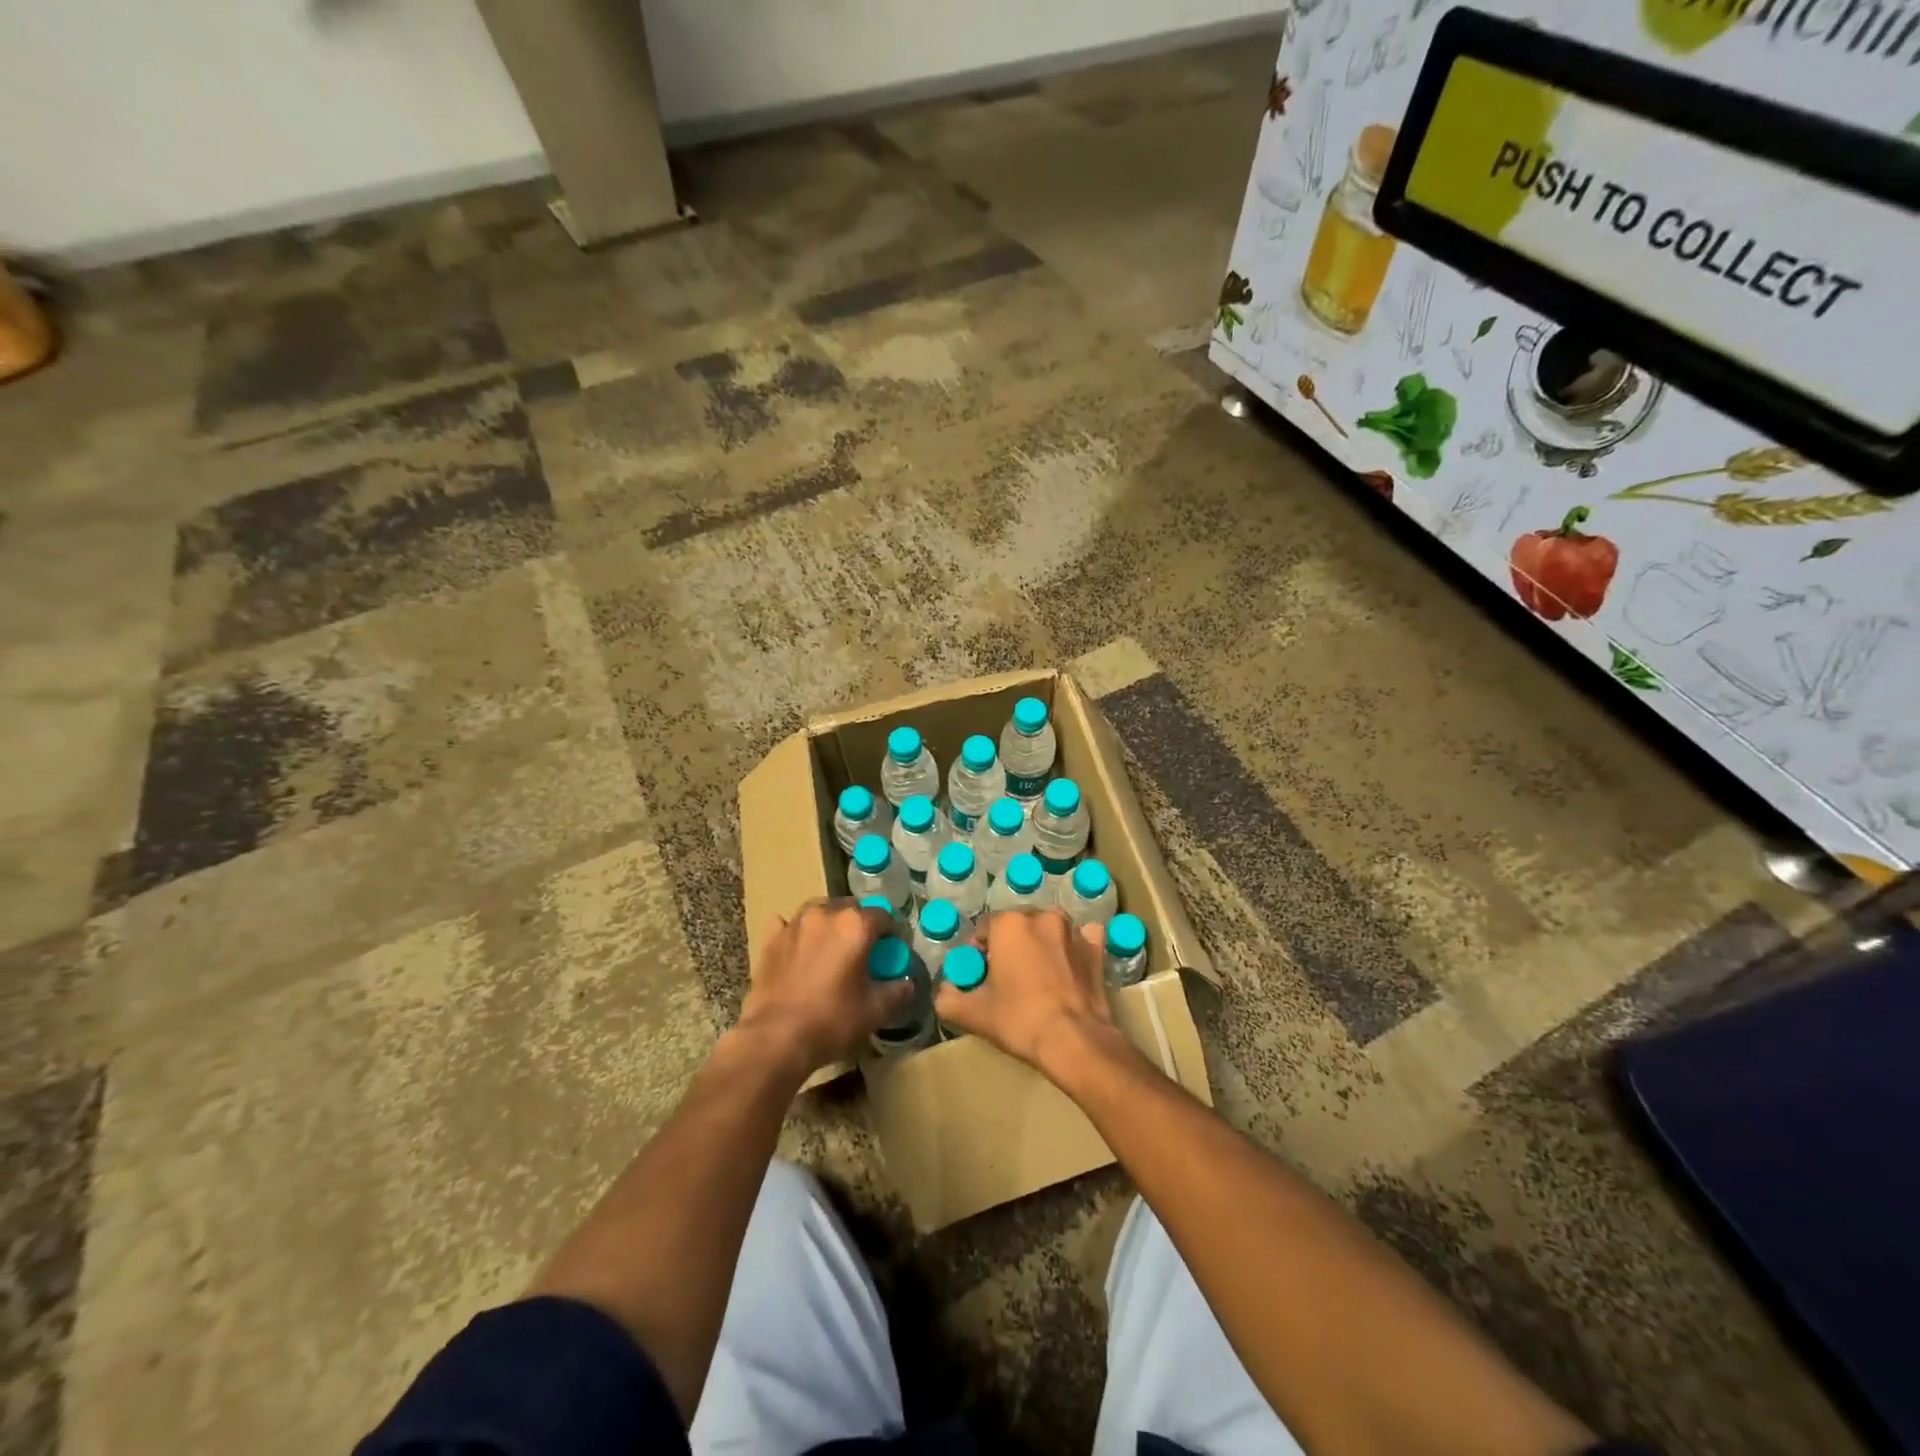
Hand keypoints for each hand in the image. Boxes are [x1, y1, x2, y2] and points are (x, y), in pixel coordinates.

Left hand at [735, 901, 908, 1079]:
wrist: (775, 1038)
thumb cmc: (831, 1020)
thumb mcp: (875, 1010)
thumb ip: (898, 992)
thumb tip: (907, 984)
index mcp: (856, 925)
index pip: (884, 916)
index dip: (892, 933)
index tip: (892, 951)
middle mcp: (826, 913)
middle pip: (851, 908)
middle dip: (860, 923)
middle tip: (863, 950)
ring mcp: (795, 923)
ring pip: (819, 911)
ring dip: (830, 923)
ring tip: (832, 947)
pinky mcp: (772, 939)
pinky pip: (788, 925)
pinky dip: (797, 932)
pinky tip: (798, 947)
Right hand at [933, 910, 1116, 1078]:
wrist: (1074, 1040)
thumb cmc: (1020, 1020)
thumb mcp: (973, 1014)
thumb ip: (948, 999)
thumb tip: (944, 992)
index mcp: (1008, 924)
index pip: (984, 928)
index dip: (979, 950)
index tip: (980, 973)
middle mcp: (1041, 916)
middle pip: (1017, 925)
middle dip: (1009, 944)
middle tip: (1006, 976)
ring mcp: (1073, 930)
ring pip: (1048, 928)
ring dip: (1040, 942)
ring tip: (1037, 973)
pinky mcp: (1096, 947)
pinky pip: (1082, 937)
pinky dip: (1074, 945)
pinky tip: (1070, 964)